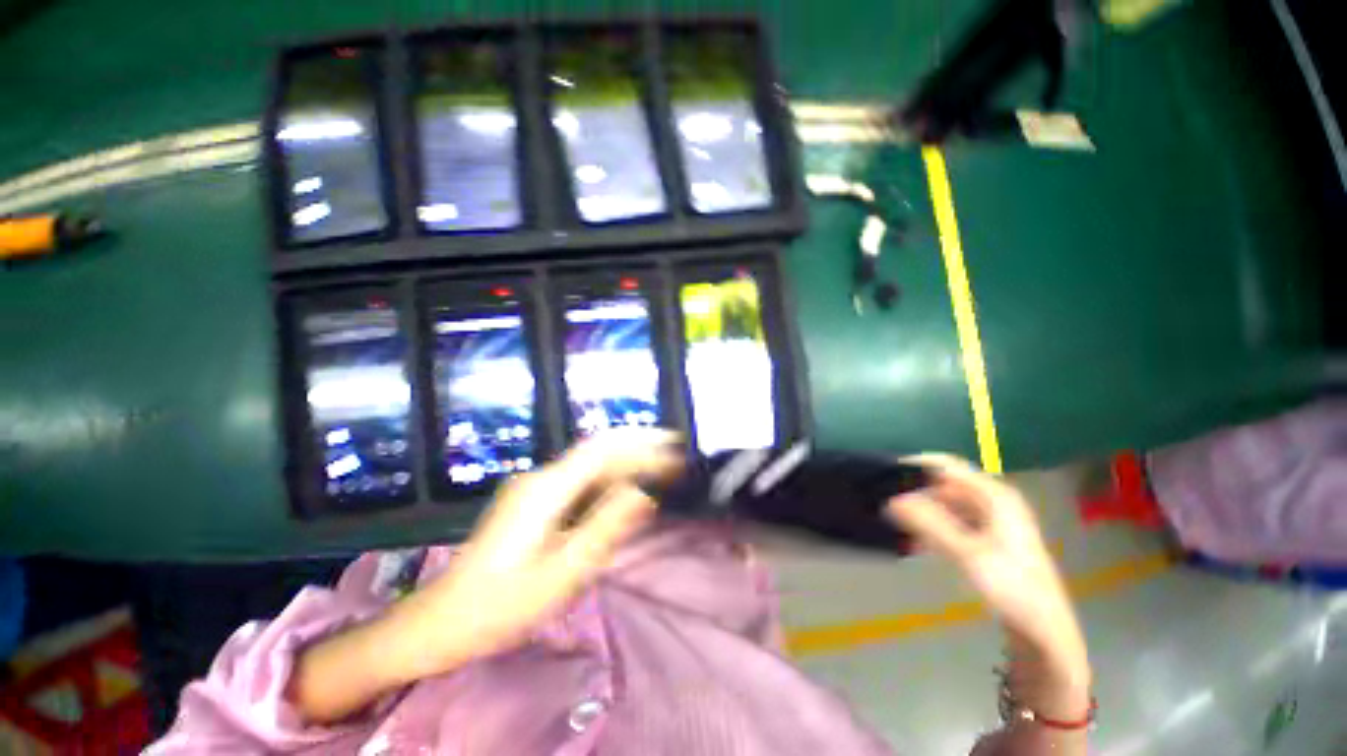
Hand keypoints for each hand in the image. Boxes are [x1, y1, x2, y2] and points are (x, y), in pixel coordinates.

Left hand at [386, 429, 682, 681]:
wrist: (441, 621)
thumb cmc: (500, 606)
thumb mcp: (560, 575)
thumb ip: (604, 530)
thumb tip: (643, 494)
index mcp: (546, 490)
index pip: (603, 451)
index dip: (641, 444)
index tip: (675, 448)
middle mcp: (541, 478)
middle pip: (598, 451)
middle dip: (639, 445)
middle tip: (675, 451)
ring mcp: (535, 488)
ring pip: (589, 464)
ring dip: (627, 460)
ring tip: (660, 465)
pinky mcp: (534, 501)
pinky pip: (580, 480)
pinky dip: (610, 477)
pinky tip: (625, 485)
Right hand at [884, 455, 1088, 689]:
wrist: (1045, 631)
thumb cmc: (1012, 588)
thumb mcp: (967, 554)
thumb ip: (929, 523)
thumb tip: (890, 499)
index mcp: (995, 495)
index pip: (946, 465)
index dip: (914, 465)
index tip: (883, 473)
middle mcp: (994, 500)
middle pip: (945, 483)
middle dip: (915, 488)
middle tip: (884, 498)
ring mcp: (991, 519)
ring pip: (946, 502)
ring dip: (921, 506)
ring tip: (893, 515)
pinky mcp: (987, 537)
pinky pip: (952, 519)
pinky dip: (932, 522)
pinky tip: (914, 535)